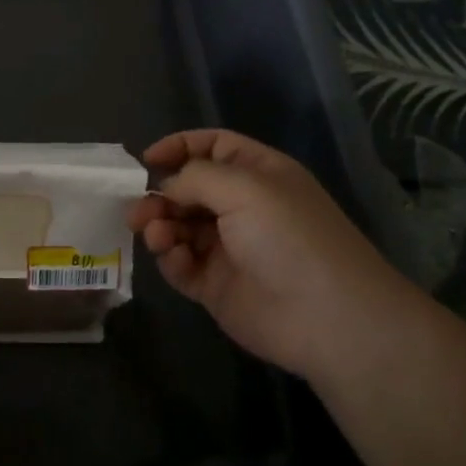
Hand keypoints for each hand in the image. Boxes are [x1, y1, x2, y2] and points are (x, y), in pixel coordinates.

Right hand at [127, 129, 410, 376]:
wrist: (327, 317)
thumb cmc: (289, 237)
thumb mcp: (244, 188)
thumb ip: (195, 177)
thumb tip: (167, 187)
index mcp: (258, 175)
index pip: (213, 147)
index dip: (179, 147)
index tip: (147, 160)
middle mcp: (242, 207)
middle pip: (188, 189)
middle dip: (161, 194)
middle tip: (139, 209)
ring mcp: (228, 248)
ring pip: (179, 227)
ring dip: (160, 226)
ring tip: (153, 234)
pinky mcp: (216, 285)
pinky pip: (181, 264)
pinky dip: (170, 258)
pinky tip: (173, 257)